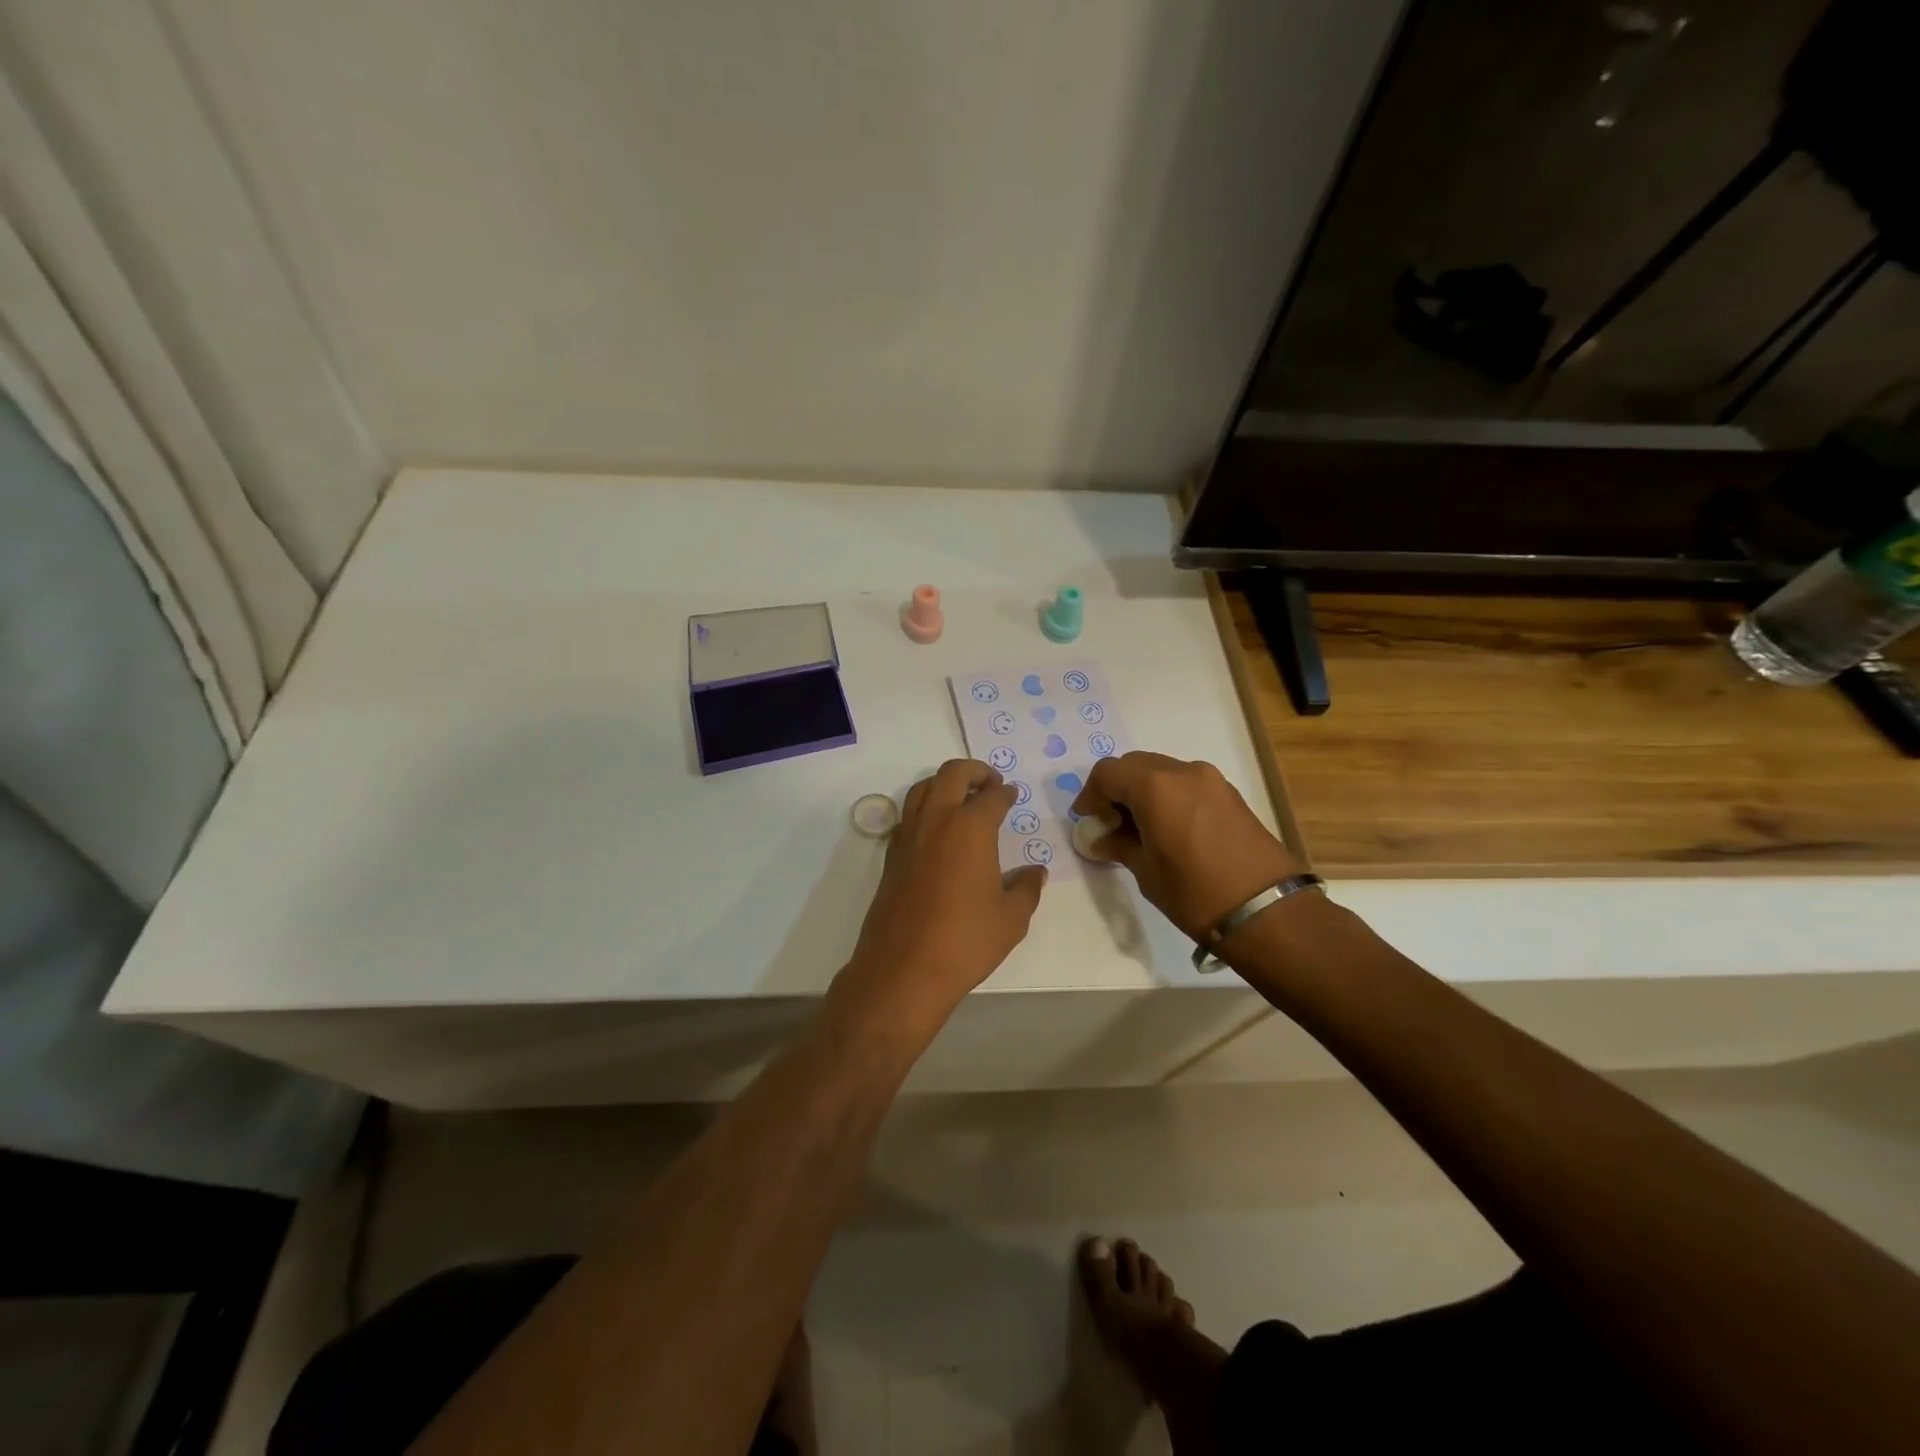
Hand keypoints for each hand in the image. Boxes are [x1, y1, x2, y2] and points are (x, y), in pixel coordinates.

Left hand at [833, 760, 1046, 1037]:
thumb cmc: (966, 941)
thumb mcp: (1011, 918)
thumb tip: (1035, 872)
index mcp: (970, 827)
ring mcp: (908, 836)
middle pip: (952, 774)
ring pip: (923, 788)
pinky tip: (938, 831)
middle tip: (990, 783)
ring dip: (944, 784)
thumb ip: (1026, 888)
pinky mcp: (891, 856)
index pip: (992, 796)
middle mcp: (936, 821)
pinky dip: (925, 808)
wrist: (903, 969)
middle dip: (974, 771)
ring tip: (962, 799)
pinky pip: (908, 815)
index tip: (1012, 794)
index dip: (1005, 793)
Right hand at [1071, 752, 1303, 939]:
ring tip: (1138, 827)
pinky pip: (1186, 783)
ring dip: (1143, 790)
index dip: (1090, 794)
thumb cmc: (1196, 893)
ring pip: (1162, 771)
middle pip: (1135, 765)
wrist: (1268, 912)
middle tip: (1108, 821)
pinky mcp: (1230, 794)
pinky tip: (1167, 827)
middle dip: (1116, 788)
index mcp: (1155, 787)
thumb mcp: (1146, 872)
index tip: (1086, 819)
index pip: (1108, 773)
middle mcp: (1183, 771)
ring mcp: (1211, 780)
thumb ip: (1120, 845)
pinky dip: (1168, 795)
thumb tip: (1102, 838)